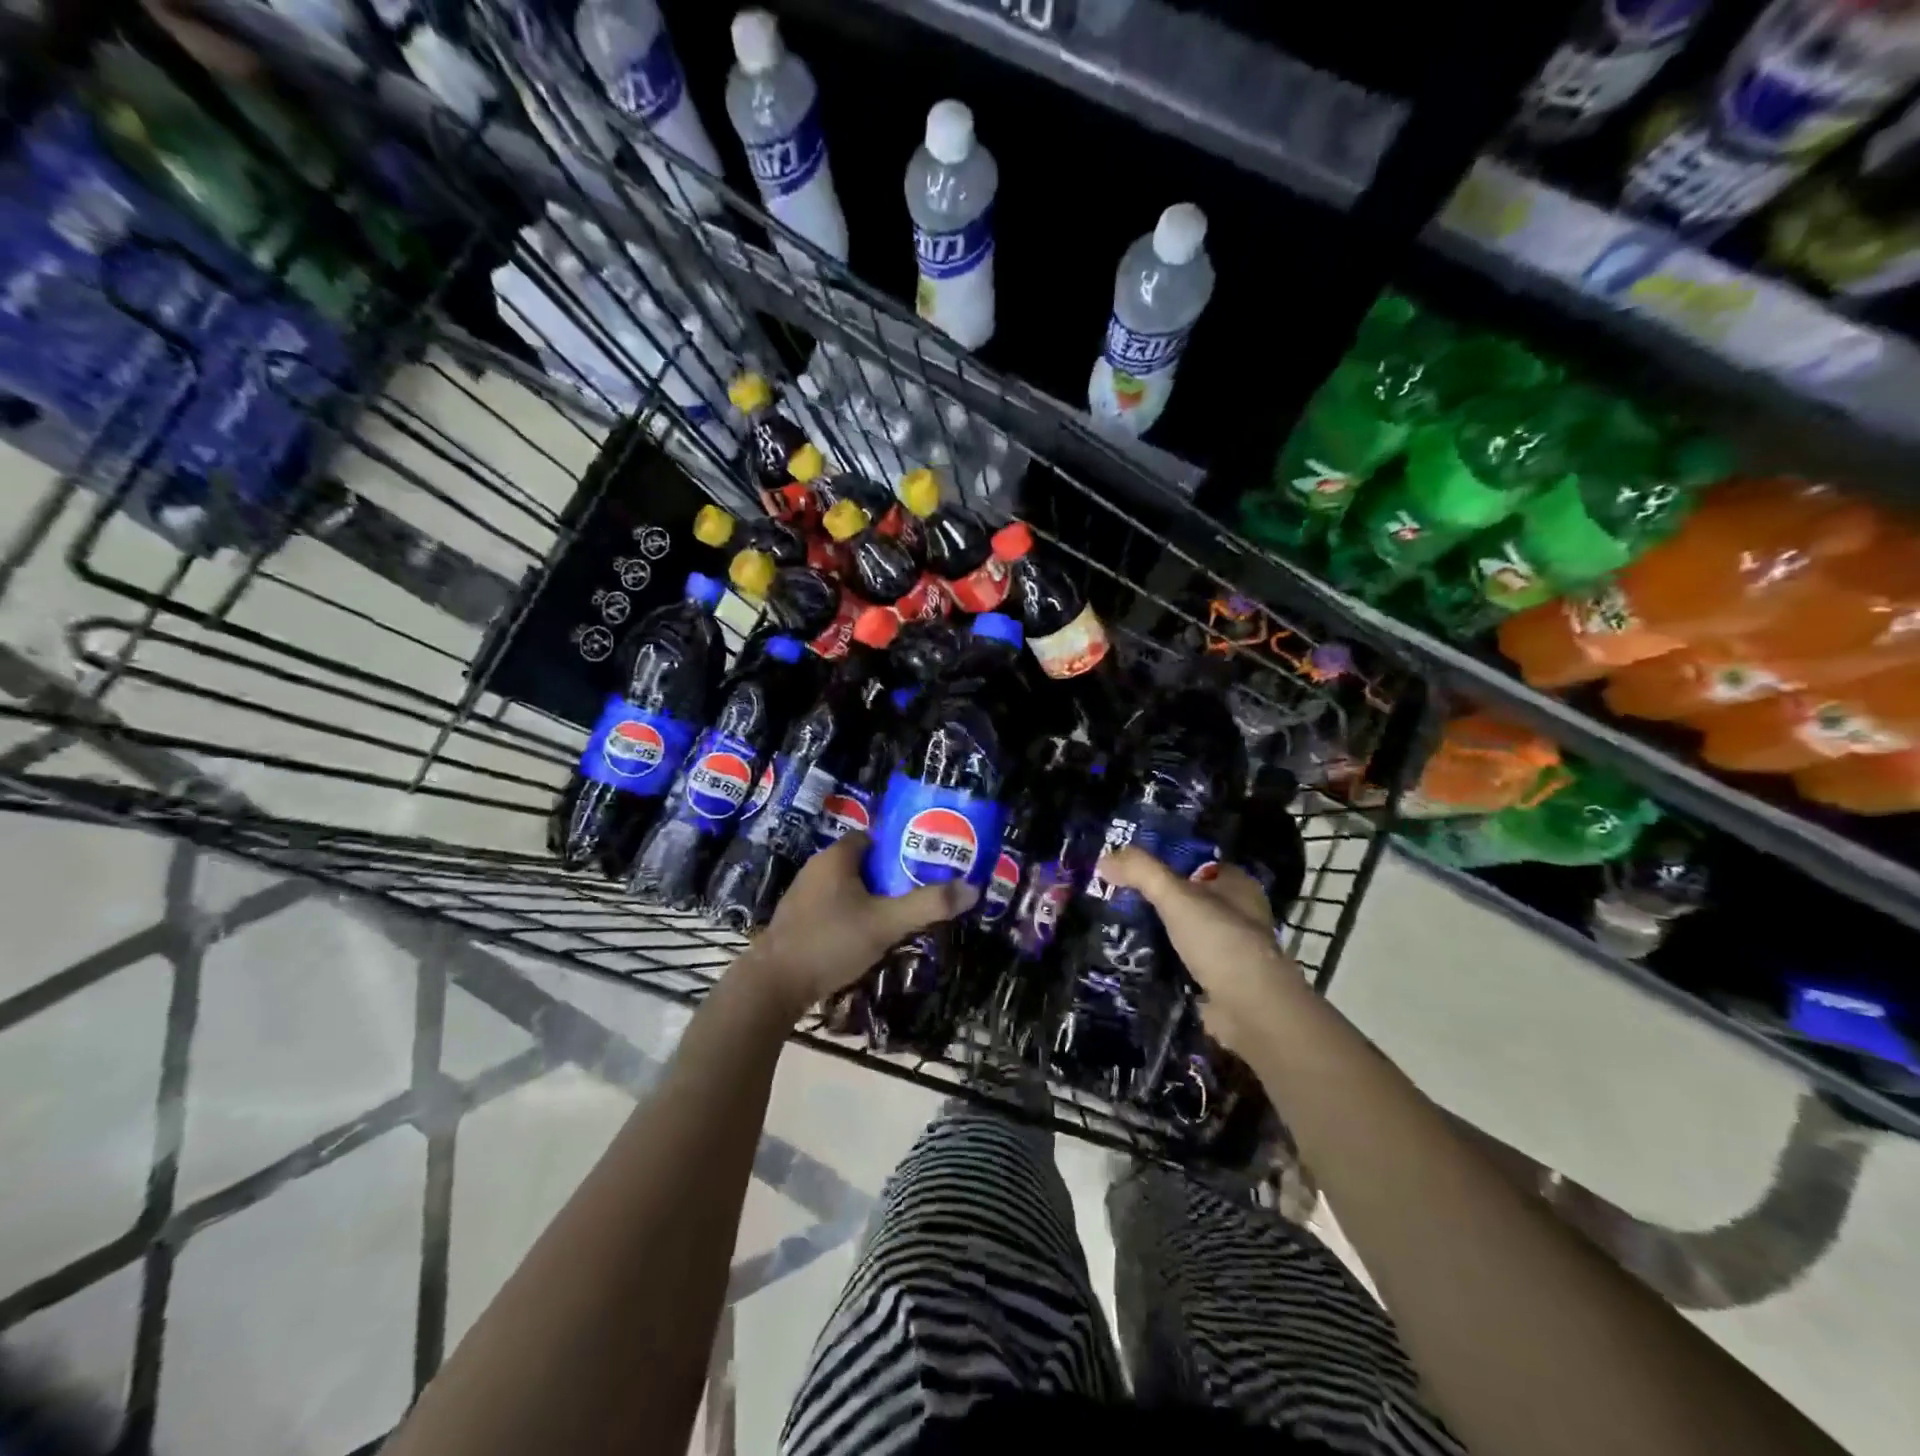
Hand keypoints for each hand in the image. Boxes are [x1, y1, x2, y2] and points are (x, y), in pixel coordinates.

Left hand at [736, 834, 978, 1019]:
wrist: (773, 985)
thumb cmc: (830, 941)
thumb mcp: (886, 923)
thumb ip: (928, 905)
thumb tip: (972, 888)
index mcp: (836, 857)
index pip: (874, 838)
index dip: (900, 848)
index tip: (925, 864)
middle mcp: (817, 869)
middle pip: (862, 863)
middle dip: (890, 877)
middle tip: (918, 893)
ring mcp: (803, 896)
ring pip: (847, 888)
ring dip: (871, 899)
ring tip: (899, 917)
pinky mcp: (796, 922)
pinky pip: (833, 908)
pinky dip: (852, 916)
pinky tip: (866, 938)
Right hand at [1094, 848, 1308, 1058]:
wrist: (1250, 1009)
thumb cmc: (1220, 940)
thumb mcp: (1175, 896)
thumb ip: (1141, 872)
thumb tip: (1104, 859)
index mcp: (1238, 885)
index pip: (1196, 864)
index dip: (1165, 862)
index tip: (1129, 868)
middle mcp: (1239, 913)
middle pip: (1189, 898)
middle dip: (1158, 899)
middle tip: (1117, 898)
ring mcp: (1232, 949)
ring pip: (1186, 931)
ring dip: (1160, 932)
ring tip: (1118, 928)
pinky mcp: (1221, 980)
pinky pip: (1185, 962)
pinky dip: (1164, 961)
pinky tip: (1138, 959)